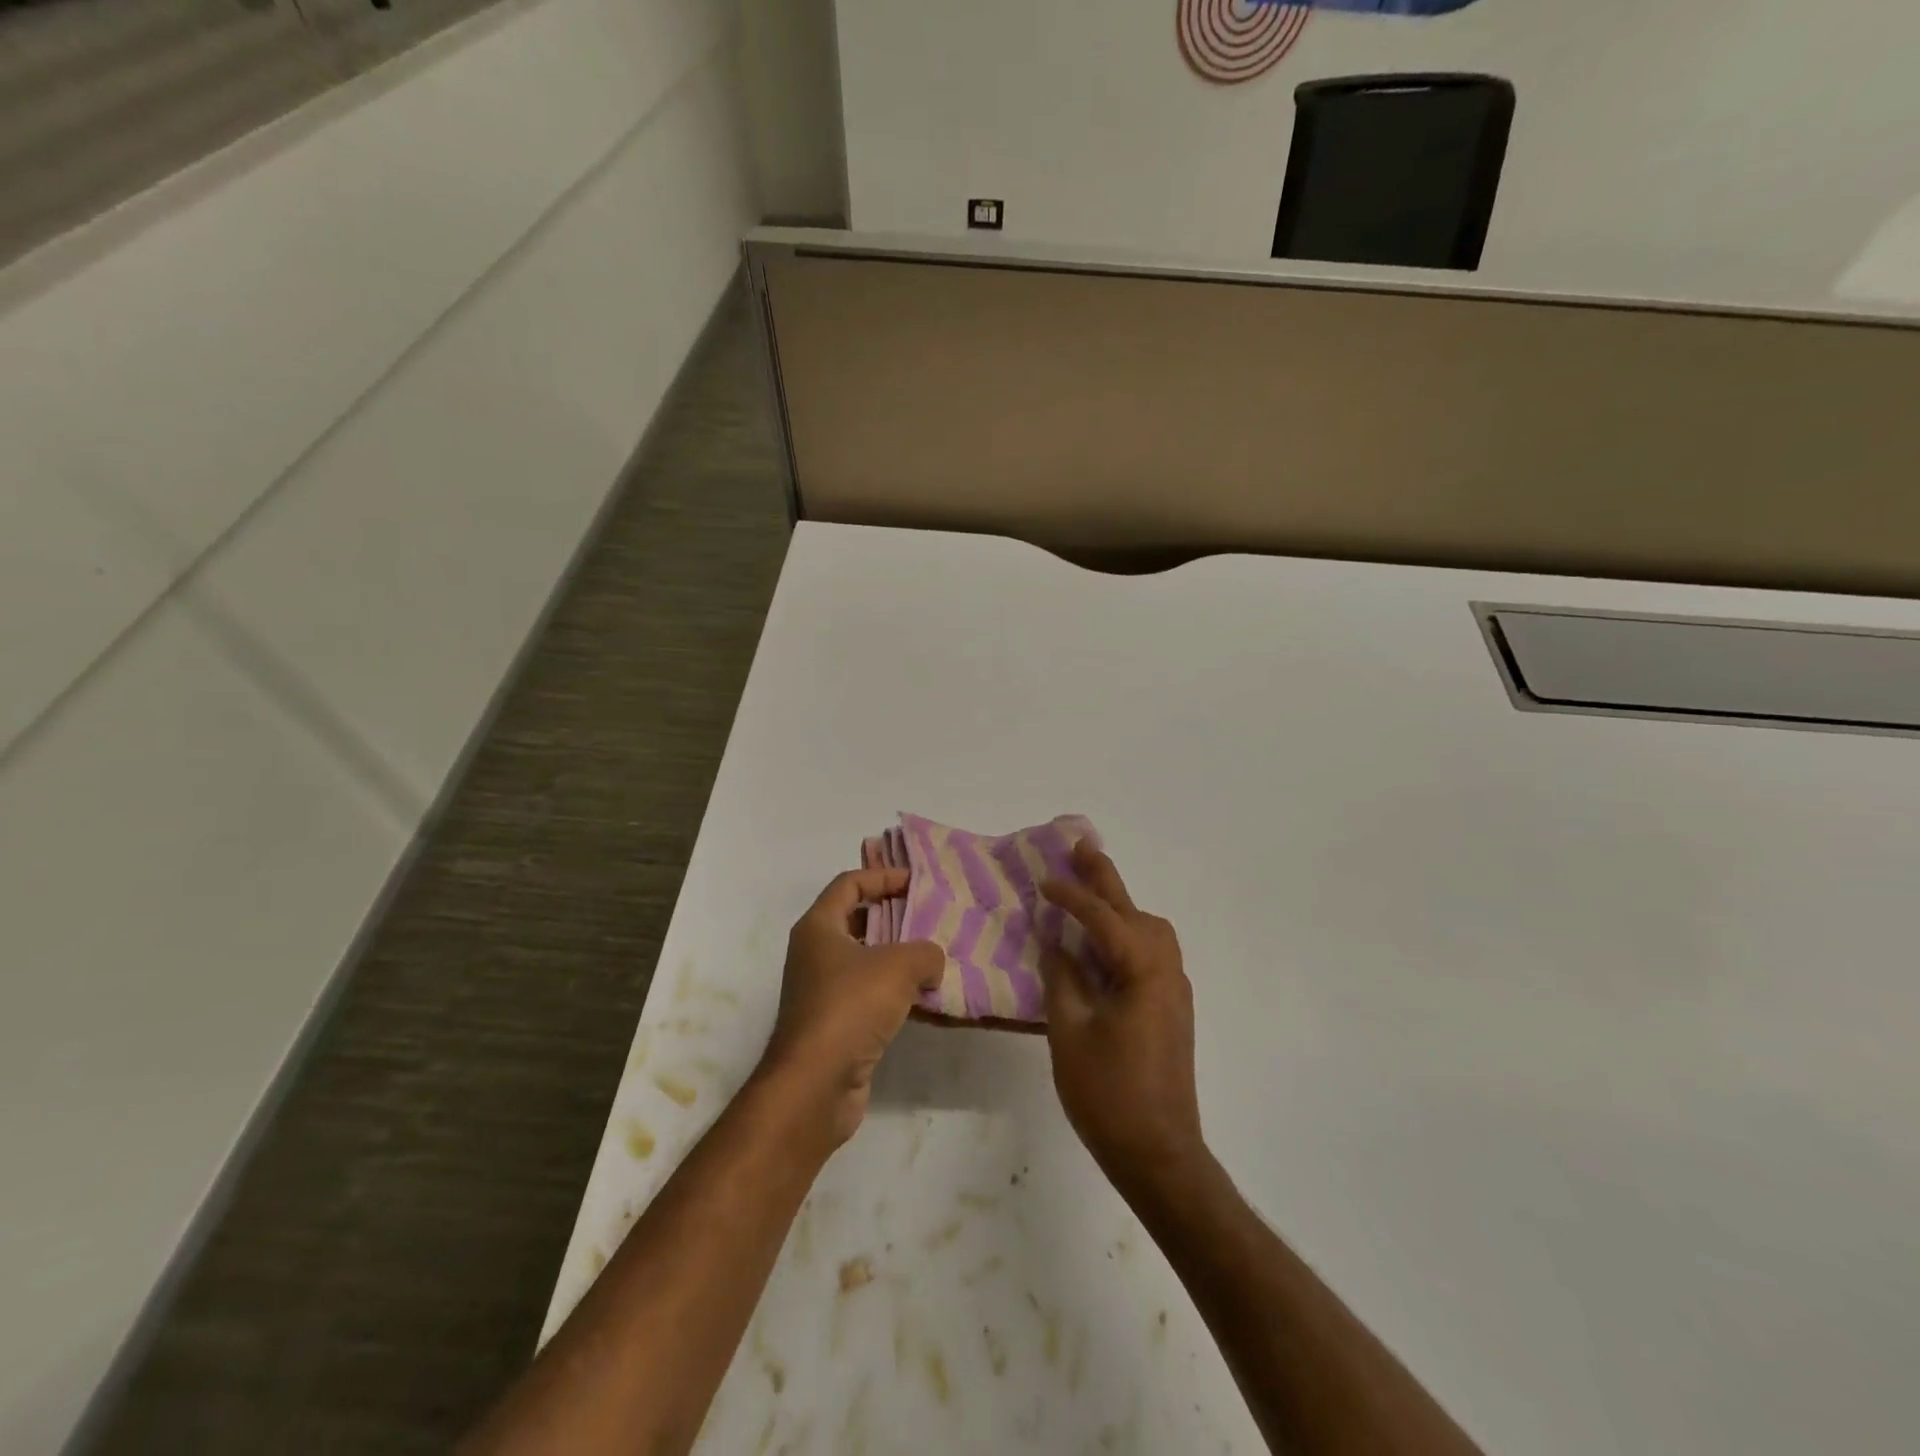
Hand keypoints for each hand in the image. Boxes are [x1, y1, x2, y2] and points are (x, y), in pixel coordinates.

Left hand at [759, 867, 944, 1147]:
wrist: (815, 1084)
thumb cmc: (851, 1007)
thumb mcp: (899, 966)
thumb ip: (925, 952)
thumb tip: (931, 963)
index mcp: (818, 927)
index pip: (849, 884)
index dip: (882, 877)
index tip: (916, 883)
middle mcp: (814, 954)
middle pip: (856, 920)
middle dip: (893, 915)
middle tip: (930, 916)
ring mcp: (821, 991)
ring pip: (864, 960)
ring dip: (896, 956)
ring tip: (934, 956)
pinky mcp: (834, 1025)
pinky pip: (867, 994)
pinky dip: (893, 991)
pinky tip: (923, 998)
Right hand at [1040, 842, 1205, 1201]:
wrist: (1159, 1153)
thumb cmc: (1108, 1093)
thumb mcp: (1070, 1032)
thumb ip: (1062, 978)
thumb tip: (1056, 943)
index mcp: (1142, 969)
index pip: (1102, 917)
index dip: (1072, 895)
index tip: (1044, 880)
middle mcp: (1165, 969)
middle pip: (1134, 911)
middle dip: (1105, 879)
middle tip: (1080, 847)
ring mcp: (1173, 989)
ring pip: (1148, 930)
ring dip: (1119, 906)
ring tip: (1088, 891)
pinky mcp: (1171, 1008)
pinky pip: (1149, 953)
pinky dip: (1126, 934)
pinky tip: (1102, 943)